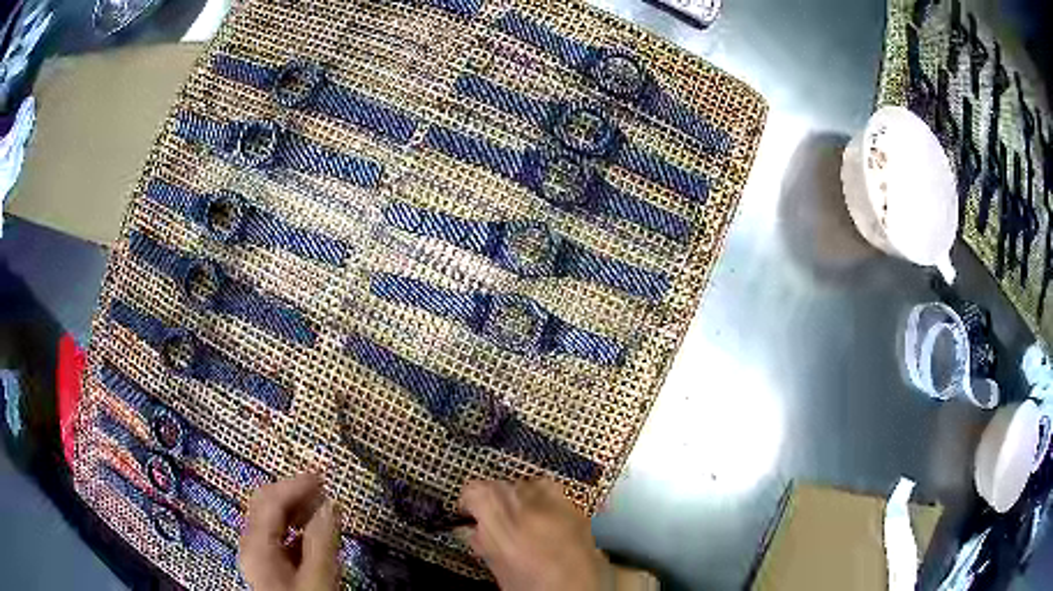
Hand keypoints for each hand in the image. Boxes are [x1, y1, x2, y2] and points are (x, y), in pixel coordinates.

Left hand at [239, 473, 340, 590]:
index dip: (296, 485)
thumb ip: (322, 541)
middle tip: (323, 488)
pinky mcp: (269, 568)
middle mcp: (250, 546)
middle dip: (294, 493)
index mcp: (256, 545)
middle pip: (266, 505)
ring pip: (272, 520)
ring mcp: (257, 557)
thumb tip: (330, 505)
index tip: (322, 476)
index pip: (271, 500)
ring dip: (297, 510)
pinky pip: (279, 537)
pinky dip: (297, 528)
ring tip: (323, 509)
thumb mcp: (318, 577)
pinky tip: (316, 534)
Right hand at [457, 479, 611, 590]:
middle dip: (495, 499)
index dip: (469, 501)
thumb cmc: (536, 588)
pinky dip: (546, 504)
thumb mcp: (499, 568)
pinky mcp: (578, 510)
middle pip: (503, 485)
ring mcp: (557, 505)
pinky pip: (555, 494)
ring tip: (522, 522)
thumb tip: (476, 530)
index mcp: (502, 522)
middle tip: (494, 521)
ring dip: (522, 498)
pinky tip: (546, 524)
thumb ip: (485, 542)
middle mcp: (530, 506)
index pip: (476, 490)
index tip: (469, 511)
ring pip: (529, 484)